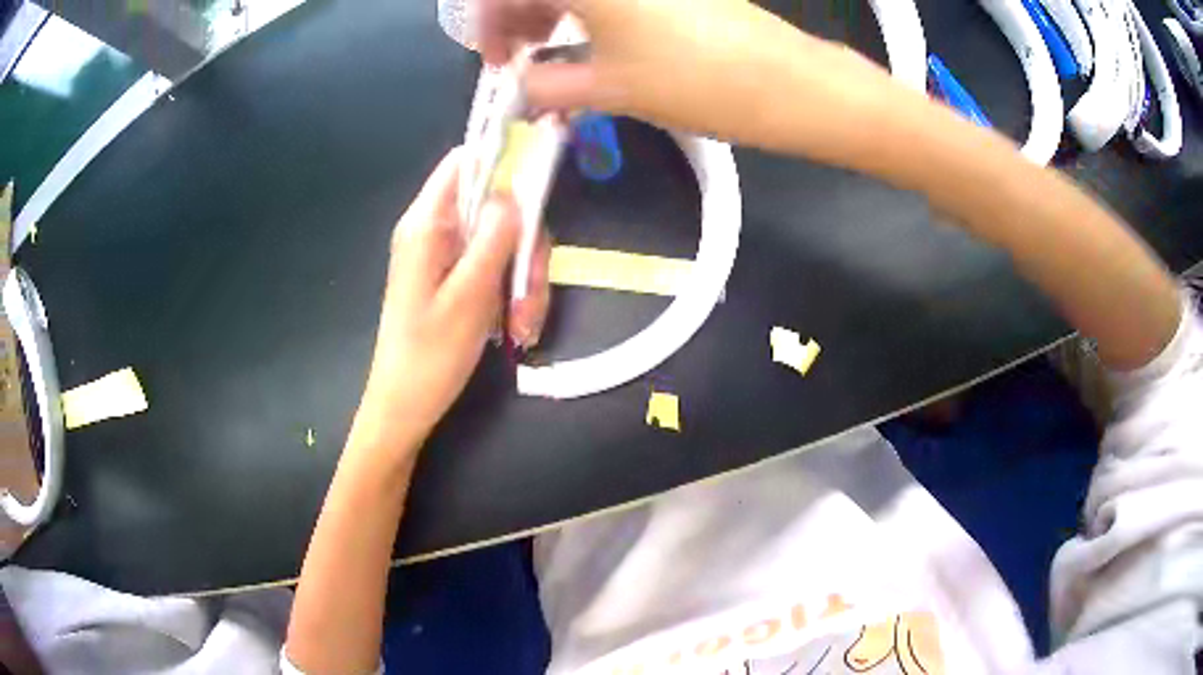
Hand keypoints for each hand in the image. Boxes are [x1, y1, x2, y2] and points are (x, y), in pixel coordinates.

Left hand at [352, 148, 549, 451]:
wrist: (405, 407)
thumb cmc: (430, 356)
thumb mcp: (470, 295)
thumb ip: (494, 237)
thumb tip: (515, 189)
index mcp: (426, 224)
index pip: (464, 162)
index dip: (503, 158)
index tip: (540, 180)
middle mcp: (435, 230)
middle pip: (496, 207)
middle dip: (524, 248)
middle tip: (531, 295)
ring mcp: (445, 255)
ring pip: (502, 242)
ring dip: (522, 281)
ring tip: (523, 327)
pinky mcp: (454, 277)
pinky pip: (493, 268)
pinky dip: (510, 294)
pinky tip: (516, 330)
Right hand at [478, 0, 864, 146]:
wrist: (785, 82)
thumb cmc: (692, 80)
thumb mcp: (608, 87)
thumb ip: (547, 83)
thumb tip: (520, 87)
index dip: (489, 22)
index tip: (495, 59)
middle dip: (519, 13)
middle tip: (521, 55)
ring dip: (553, 7)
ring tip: (553, 48)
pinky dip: (589, 6)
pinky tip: (593, 35)